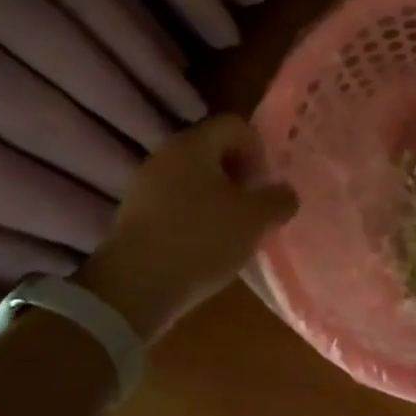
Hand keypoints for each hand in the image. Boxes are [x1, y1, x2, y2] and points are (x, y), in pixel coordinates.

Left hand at [77, 115, 297, 342]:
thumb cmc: (201, 241)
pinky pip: (173, 202)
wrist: (131, 291)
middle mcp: (165, 155)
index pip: (235, 125)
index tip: (262, 185)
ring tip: (230, 231)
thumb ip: (279, 200)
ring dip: (216, 198)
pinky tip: (203, 247)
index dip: (258, 150)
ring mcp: (144, 185)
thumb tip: (284, 193)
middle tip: (251, 208)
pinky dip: (193, 216)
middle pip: (213, 150)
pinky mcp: (132, 215)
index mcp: (194, 144)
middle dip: (238, 175)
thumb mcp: (256, 220)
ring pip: (193, 178)